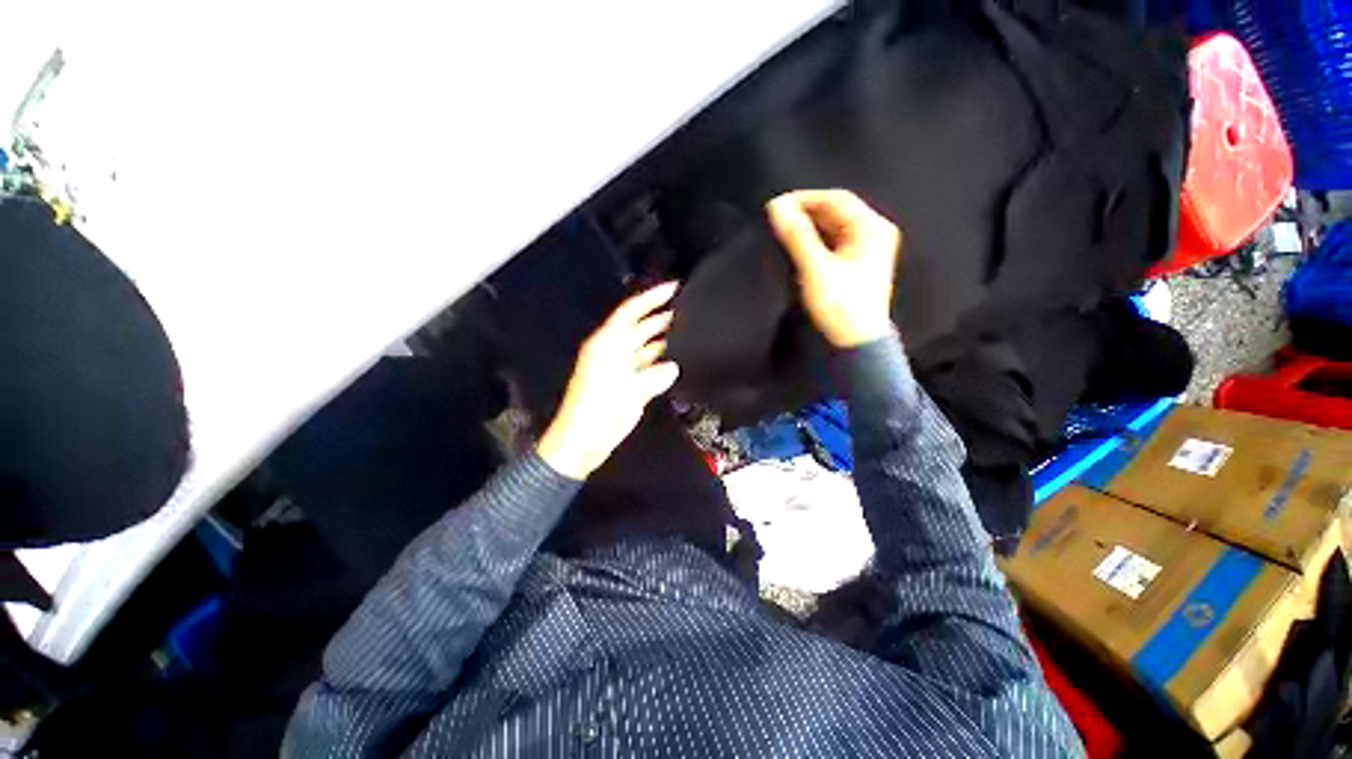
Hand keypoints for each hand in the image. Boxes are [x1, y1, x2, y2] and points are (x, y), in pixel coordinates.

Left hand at [537, 283, 681, 479]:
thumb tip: (672, 367)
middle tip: (687, 308)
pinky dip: (660, 361)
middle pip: (639, 326)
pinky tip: (675, 360)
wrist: (581, 443)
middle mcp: (612, 351)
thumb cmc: (597, 414)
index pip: (630, 311)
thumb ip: (653, 377)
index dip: (651, 298)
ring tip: (687, 331)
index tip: (673, 287)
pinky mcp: (625, 383)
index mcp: (607, 345)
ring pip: (644, 345)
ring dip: (662, 338)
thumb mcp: (628, 393)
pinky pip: (645, 365)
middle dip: (661, 316)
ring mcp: (619, 368)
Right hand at [766, 189, 901, 347]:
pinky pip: (833, 243)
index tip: (776, 207)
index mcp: (872, 228)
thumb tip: (776, 208)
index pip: (835, 199)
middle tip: (776, 221)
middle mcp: (873, 234)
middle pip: (835, 212)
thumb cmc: (840, 307)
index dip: (804, 199)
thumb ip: (796, 236)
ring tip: (782, 234)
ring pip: (833, 228)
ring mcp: (866, 250)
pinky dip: (814, 242)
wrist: (856, 344)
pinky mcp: (856, 265)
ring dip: (808, 228)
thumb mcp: (816, 269)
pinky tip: (797, 248)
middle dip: (805, 213)